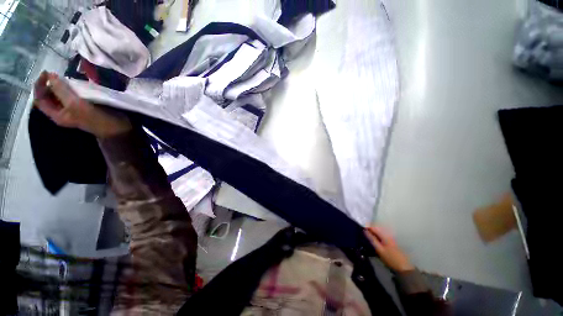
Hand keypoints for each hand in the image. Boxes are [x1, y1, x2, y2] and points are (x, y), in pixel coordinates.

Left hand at [33, 71, 130, 138]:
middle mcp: (62, 111)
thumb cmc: (95, 118)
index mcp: (56, 114)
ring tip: (68, 77)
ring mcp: (73, 107)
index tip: (48, 73)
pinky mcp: (83, 104)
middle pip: (49, 95)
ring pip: (61, 93)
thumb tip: (51, 75)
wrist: (116, 127)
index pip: (39, 99)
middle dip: (51, 83)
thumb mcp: (76, 105)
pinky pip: (73, 93)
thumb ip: (61, 90)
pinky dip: (73, 86)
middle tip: (58, 74)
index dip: (40, 86)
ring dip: (62, 84)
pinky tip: (77, 83)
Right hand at [365, 226, 413, 272]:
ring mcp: (390, 239)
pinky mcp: (391, 243)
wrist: (403, 267)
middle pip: (376, 229)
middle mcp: (387, 235)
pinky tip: (374, 241)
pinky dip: (376, 237)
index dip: (366, 227)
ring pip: (378, 233)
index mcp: (384, 235)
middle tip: (362, 234)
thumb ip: (372, 239)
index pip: (373, 227)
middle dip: (369, 230)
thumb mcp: (379, 249)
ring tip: (366, 237)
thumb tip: (364, 230)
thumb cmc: (390, 258)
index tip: (360, 230)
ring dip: (372, 234)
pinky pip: (381, 237)